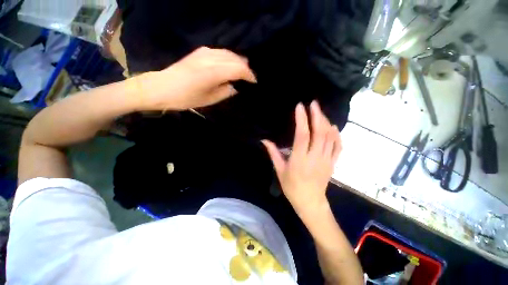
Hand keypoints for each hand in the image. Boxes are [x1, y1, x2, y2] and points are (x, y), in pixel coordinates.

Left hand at [137, 47, 256, 109]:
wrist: (162, 87)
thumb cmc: (186, 98)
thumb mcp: (209, 99)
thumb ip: (225, 91)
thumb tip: (234, 86)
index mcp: (213, 72)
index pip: (238, 69)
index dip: (248, 75)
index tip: (254, 81)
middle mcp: (210, 59)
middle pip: (235, 59)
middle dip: (245, 67)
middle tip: (249, 77)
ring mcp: (204, 53)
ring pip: (228, 53)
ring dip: (237, 61)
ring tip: (242, 70)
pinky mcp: (199, 52)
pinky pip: (219, 52)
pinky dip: (228, 57)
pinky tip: (229, 64)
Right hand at [262, 101, 341, 218]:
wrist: (310, 202)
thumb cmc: (292, 187)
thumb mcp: (279, 170)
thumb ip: (273, 153)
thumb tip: (265, 140)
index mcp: (300, 159)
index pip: (303, 135)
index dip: (302, 120)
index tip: (300, 107)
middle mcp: (315, 157)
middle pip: (319, 133)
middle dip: (317, 115)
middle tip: (313, 104)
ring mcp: (327, 160)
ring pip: (329, 137)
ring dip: (325, 122)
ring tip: (320, 112)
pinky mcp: (333, 163)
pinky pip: (338, 146)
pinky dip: (336, 135)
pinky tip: (332, 127)